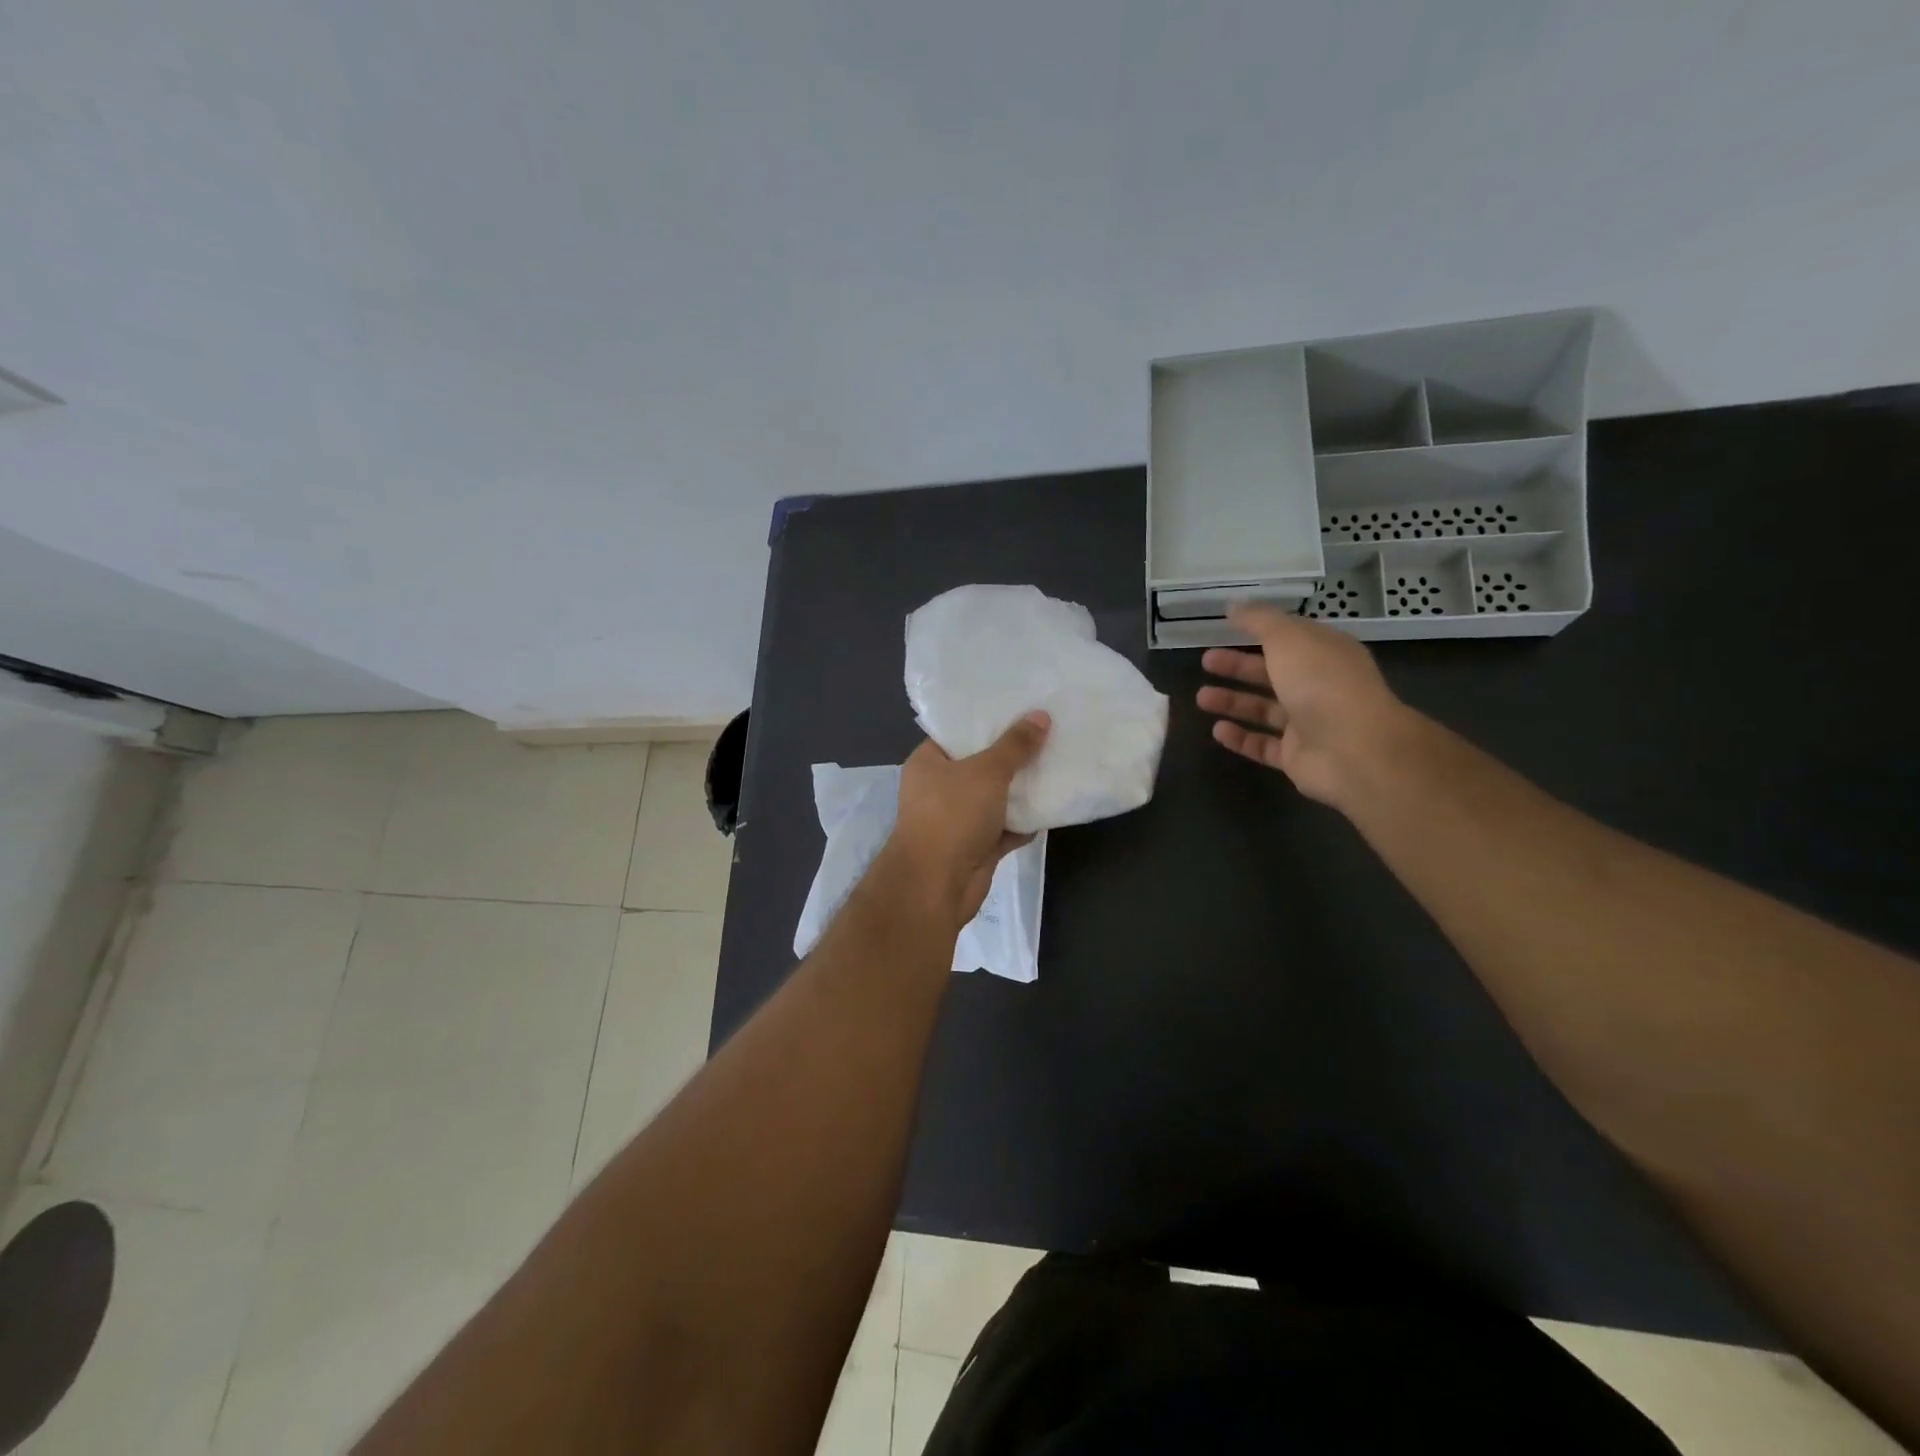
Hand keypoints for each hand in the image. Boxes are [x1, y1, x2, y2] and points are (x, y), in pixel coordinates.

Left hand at [882, 712, 1051, 927]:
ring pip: (996, 797)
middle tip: (1048, 731)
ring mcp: (958, 819)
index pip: (958, 732)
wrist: (936, 885)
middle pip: (981, 764)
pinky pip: (1006, 827)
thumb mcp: (987, 771)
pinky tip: (1054, 804)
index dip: (988, 720)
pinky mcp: (976, 846)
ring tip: (1058, 761)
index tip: (1021, 707)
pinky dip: (1025, 821)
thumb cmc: (953, 815)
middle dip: (1013, 754)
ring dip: (1022, 788)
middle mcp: (940, 788)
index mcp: (929, 762)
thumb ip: (1015, 745)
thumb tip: (1040, 716)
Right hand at [1195, 603, 1412, 806]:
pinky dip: (1240, 738)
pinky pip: (1263, 745)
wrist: (1354, 749)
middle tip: (1206, 661)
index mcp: (1325, 653)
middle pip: (1272, 673)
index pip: (1291, 637)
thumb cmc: (1321, 683)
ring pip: (1264, 710)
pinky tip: (1217, 730)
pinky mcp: (1297, 756)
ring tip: (1201, 698)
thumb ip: (1259, 620)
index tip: (1227, 626)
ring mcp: (1309, 724)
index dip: (1260, 630)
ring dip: (1233, 702)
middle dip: (1238, 667)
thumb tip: (1234, 605)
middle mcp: (1318, 686)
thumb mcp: (1288, 639)